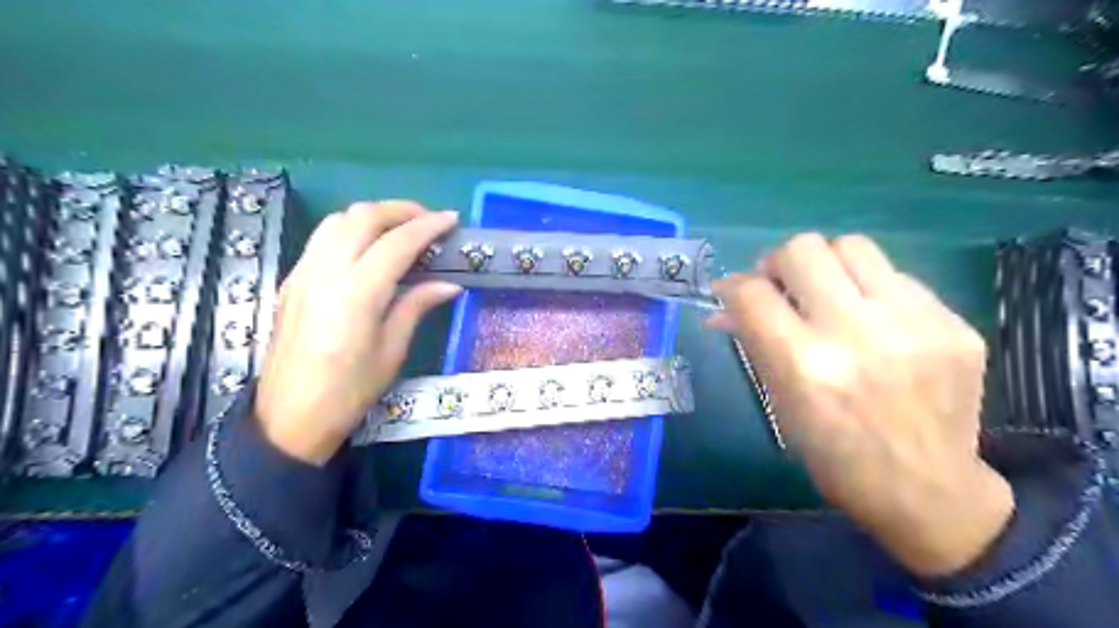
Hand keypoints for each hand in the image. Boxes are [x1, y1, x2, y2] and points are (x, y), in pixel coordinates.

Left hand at [256, 201, 461, 466]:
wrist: (289, 417)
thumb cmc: (349, 391)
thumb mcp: (392, 351)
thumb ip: (417, 306)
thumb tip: (449, 284)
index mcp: (356, 294)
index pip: (397, 243)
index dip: (428, 227)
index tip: (451, 220)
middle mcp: (325, 272)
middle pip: (363, 217)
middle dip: (400, 210)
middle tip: (428, 220)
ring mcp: (303, 272)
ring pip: (338, 220)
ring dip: (373, 215)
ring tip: (401, 228)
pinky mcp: (292, 280)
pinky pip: (323, 238)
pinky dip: (351, 229)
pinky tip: (369, 248)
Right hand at [718, 233, 1015, 572]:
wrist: (927, 491)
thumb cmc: (835, 455)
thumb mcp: (780, 403)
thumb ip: (754, 343)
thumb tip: (724, 308)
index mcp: (805, 365)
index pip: (752, 293)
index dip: (733, 286)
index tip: (733, 293)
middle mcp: (857, 333)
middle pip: (803, 249)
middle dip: (778, 263)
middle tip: (780, 286)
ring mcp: (913, 323)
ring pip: (852, 245)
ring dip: (826, 264)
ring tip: (826, 293)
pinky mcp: (953, 322)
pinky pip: (896, 277)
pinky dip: (869, 290)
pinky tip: (873, 321)